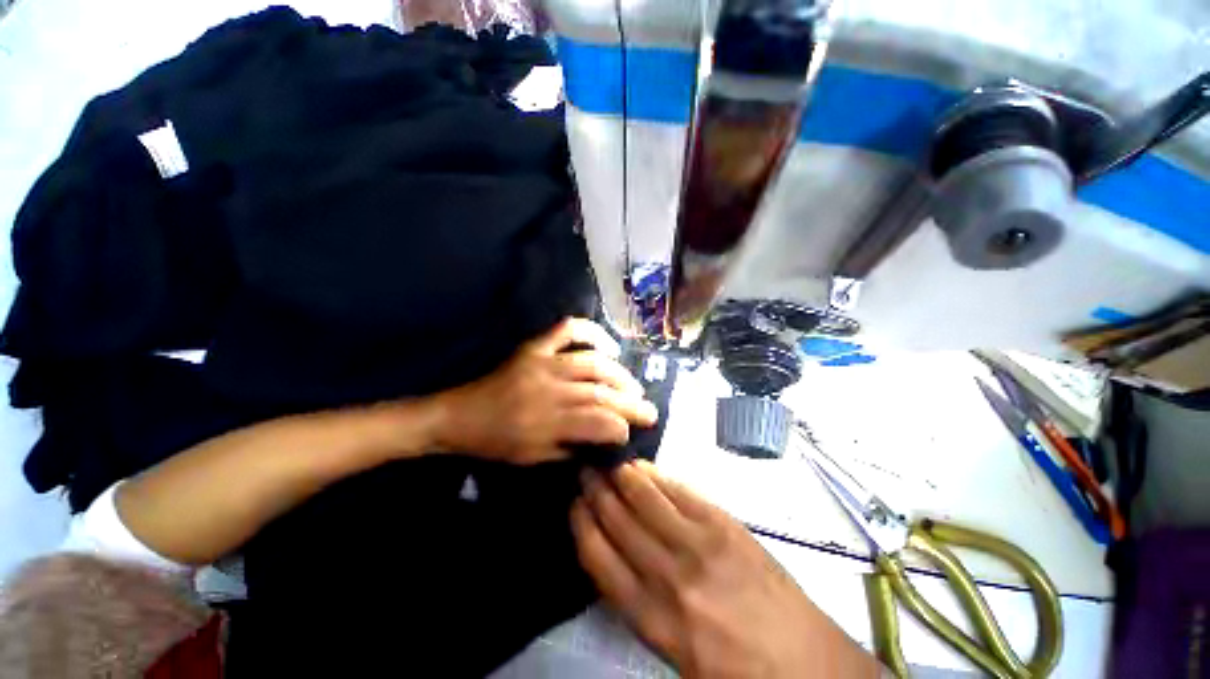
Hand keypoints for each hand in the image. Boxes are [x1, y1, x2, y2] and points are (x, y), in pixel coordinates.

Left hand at [432, 318, 657, 464]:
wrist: (458, 416)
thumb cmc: (496, 443)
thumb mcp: (532, 458)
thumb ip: (571, 448)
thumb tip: (604, 437)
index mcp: (545, 423)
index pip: (596, 423)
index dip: (620, 427)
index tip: (633, 432)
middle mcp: (548, 389)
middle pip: (600, 392)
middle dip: (631, 403)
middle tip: (650, 409)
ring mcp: (542, 362)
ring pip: (592, 363)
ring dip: (620, 374)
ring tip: (634, 386)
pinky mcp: (534, 347)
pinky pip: (567, 330)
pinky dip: (592, 332)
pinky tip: (609, 346)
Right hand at [572, 461, 880, 678]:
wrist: (806, 665)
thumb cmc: (736, 668)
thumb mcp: (677, 651)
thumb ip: (644, 602)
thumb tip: (621, 554)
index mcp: (654, 618)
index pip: (601, 561)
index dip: (583, 526)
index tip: (573, 504)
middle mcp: (670, 576)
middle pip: (620, 523)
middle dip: (597, 493)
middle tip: (585, 471)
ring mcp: (700, 545)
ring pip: (648, 500)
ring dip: (623, 477)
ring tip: (608, 461)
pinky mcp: (725, 526)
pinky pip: (682, 493)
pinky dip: (658, 477)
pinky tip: (644, 467)